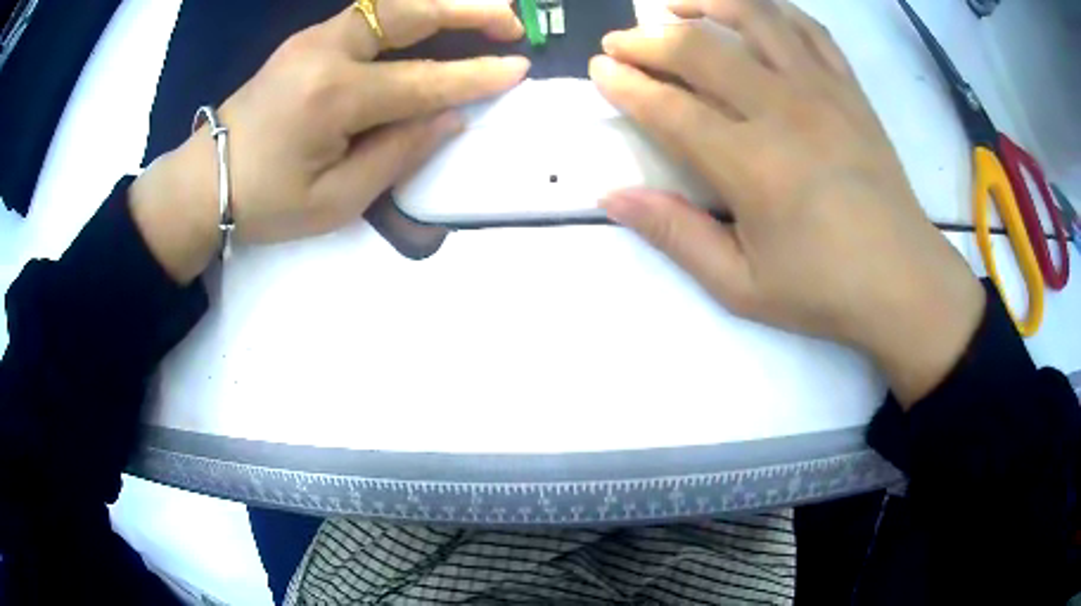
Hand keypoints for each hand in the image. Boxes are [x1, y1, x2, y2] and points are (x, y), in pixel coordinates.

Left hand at [131, 0, 527, 279]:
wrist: (203, 181)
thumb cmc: (266, 202)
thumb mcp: (335, 200)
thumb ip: (397, 154)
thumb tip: (448, 117)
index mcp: (333, 97)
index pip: (422, 81)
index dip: (475, 76)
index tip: (519, 69)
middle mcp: (327, 52)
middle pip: (409, 14)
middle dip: (468, 10)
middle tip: (511, 19)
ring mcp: (313, 38)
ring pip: (388, 4)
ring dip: (439, 3)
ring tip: (480, 11)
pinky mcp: (305, 39)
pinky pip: (366, 14)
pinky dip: (406, 12)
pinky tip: (427, 20)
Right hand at [592, 0, 984, 404]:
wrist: (905, 282)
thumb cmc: (825, 290)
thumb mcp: (741, 285)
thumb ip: (675, 234)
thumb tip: (612, 196)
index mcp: (750, 164)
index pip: (668, 106)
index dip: (625, 83)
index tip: (599, 70)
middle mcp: (782, 109)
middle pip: (699, 50)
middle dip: (647, 39)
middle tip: (620, 41)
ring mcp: (822, 91)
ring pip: (755, 17)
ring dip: (706, 3)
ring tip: (677, 6)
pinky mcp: (850, 89)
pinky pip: (809, 28)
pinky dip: (774, 9)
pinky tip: (751, 13)